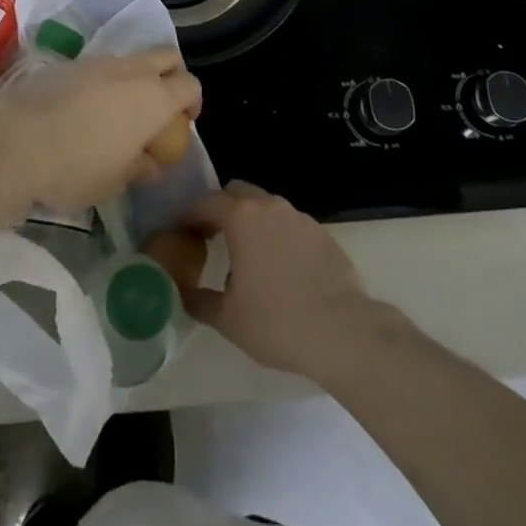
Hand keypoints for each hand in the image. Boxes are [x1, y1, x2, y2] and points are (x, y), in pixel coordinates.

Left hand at [0, 49, 200, 221]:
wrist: (15, 140)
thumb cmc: (75, 167)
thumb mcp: (115, 181)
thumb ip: (140, 167)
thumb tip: (150, 161)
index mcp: (154, 98)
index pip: (190, 85)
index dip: (192, 102)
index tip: (183, 123)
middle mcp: (132, 71)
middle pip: (167, 56)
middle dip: (171, 75)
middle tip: (160, 107)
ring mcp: (99, 61)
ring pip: (132, 59)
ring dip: (135, 78)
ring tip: (118, 113)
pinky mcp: (70, 63)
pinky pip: (101, 66)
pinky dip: (105, 81)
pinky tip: (86, 110)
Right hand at [181, 181, 379, 379]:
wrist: (343, 332)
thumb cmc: (277, 322)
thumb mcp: (227, 318)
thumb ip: (198, 300)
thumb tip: (182, 290)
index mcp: (242, 217)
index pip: (206, 203)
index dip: (190, 217)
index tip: (182, 235)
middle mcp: (270, 206)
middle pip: (237, 193)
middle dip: (221, 209)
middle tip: (212, 238)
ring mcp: (299, 217)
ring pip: (266, 206)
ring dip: (251, 221)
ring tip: (247, 256)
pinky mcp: (322, 233)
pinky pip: (289, 224)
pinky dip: (277, 236)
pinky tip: (280, 268)